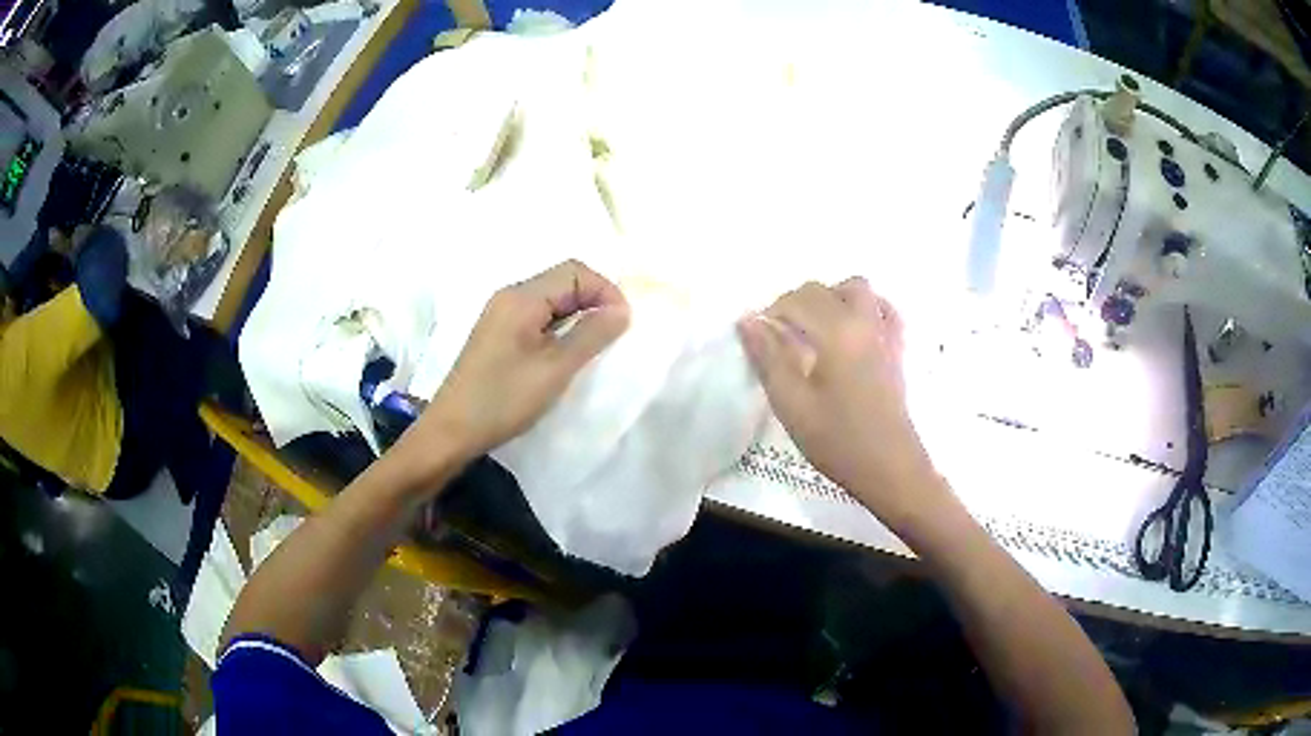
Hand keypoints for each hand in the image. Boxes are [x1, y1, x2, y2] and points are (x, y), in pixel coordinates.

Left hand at [420, 260, 629, 461]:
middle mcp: (510, 296)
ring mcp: (501, 315)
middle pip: (562, 281)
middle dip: (594, 301)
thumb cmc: (503, 399)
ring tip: (595, 347)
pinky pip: (538, 317)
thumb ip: (592, 334)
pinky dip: (560, 327)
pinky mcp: (498, 334)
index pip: (575, 271)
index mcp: (521, 297)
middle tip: (613, 336)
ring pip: (551, 300)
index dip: (605, 291)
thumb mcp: (555, 368)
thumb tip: (622, 309)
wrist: (452, 431)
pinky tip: (566, 353)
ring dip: (578, 315)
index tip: (623, 325)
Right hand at [737, 278, 942, 528]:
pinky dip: (864, 308)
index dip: (771, 313)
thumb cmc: (836, 439)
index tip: (759, 337)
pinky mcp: (897, 349)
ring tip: (816, 328)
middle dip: (796, 303)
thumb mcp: (791, 404)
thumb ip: (768, 357)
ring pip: (857, 289)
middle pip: (823, 289)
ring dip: (831, 297)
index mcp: (835, 331)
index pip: (796, 300)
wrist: (888, 467)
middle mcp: (862, 321)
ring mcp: (884, 333)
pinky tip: (852, 330)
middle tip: (781, 336)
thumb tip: (748, 320)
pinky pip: (883, 309)